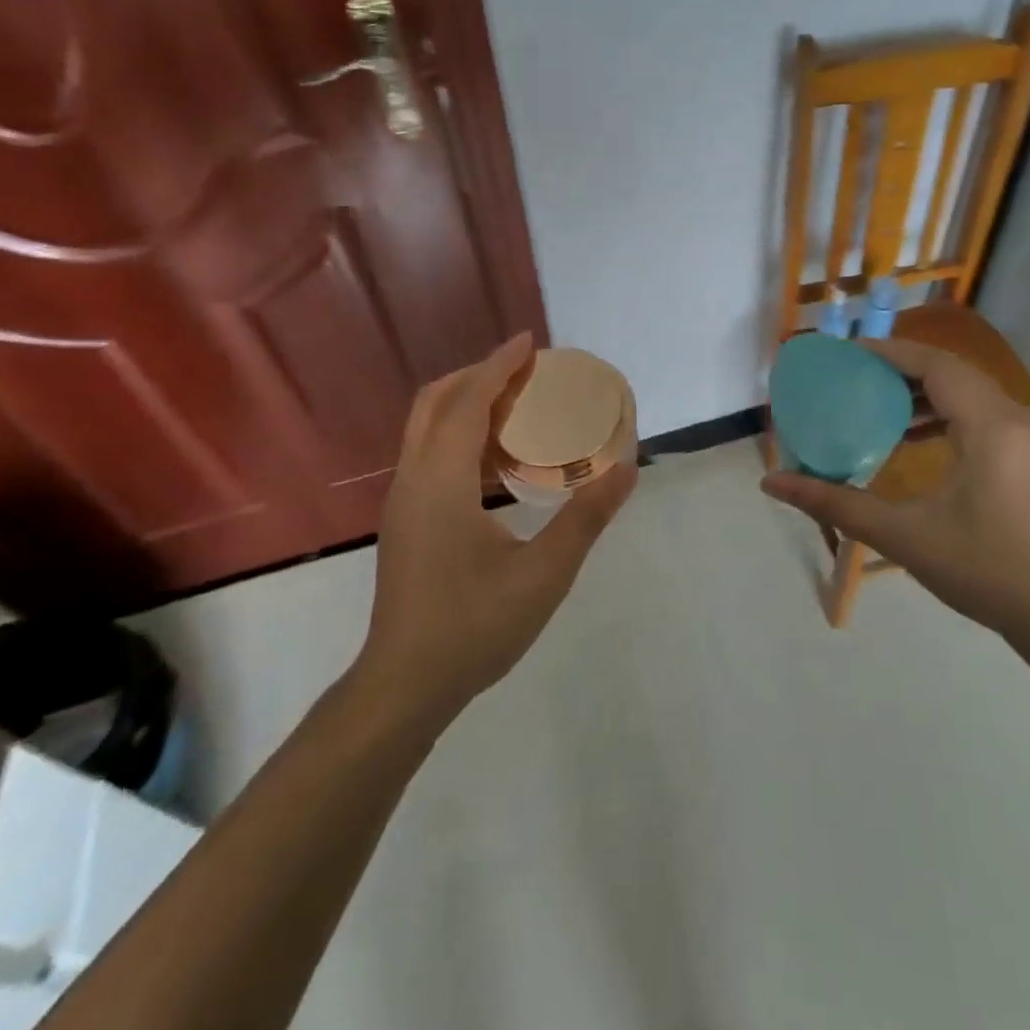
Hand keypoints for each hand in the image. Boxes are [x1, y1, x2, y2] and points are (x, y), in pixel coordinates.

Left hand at [357, 334, 636, 725]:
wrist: (405, 686)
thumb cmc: (473, 627)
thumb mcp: (543, 574)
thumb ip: (586, 518)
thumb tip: (626, 469)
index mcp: (441, 481)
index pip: (468, 401)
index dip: (499, 365)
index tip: (532, 343)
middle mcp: (414, 478)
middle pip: (437, 401)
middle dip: (479, 375)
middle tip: (527, 373)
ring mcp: (404, 500)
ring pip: (427, 427)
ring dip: (468, 404)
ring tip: (518, 406)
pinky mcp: (406, 520)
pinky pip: (430, 453)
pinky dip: (461, 435)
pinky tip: (499, 462)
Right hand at [761, 337, 1029, 638]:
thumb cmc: (982, 570)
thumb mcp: (902, 535)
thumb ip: (835, 503)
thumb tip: (771, 483)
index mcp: (991, 426)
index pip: (936, 366)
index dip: (891, 353)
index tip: (849, 354)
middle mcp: (1018, 418)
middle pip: (954, 373)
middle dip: (903, 370)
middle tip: (857, 377)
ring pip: (972, 392)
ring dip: (927, 392)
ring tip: (880, 405)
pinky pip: (987, 413)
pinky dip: (949, 413)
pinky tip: (918, 436)